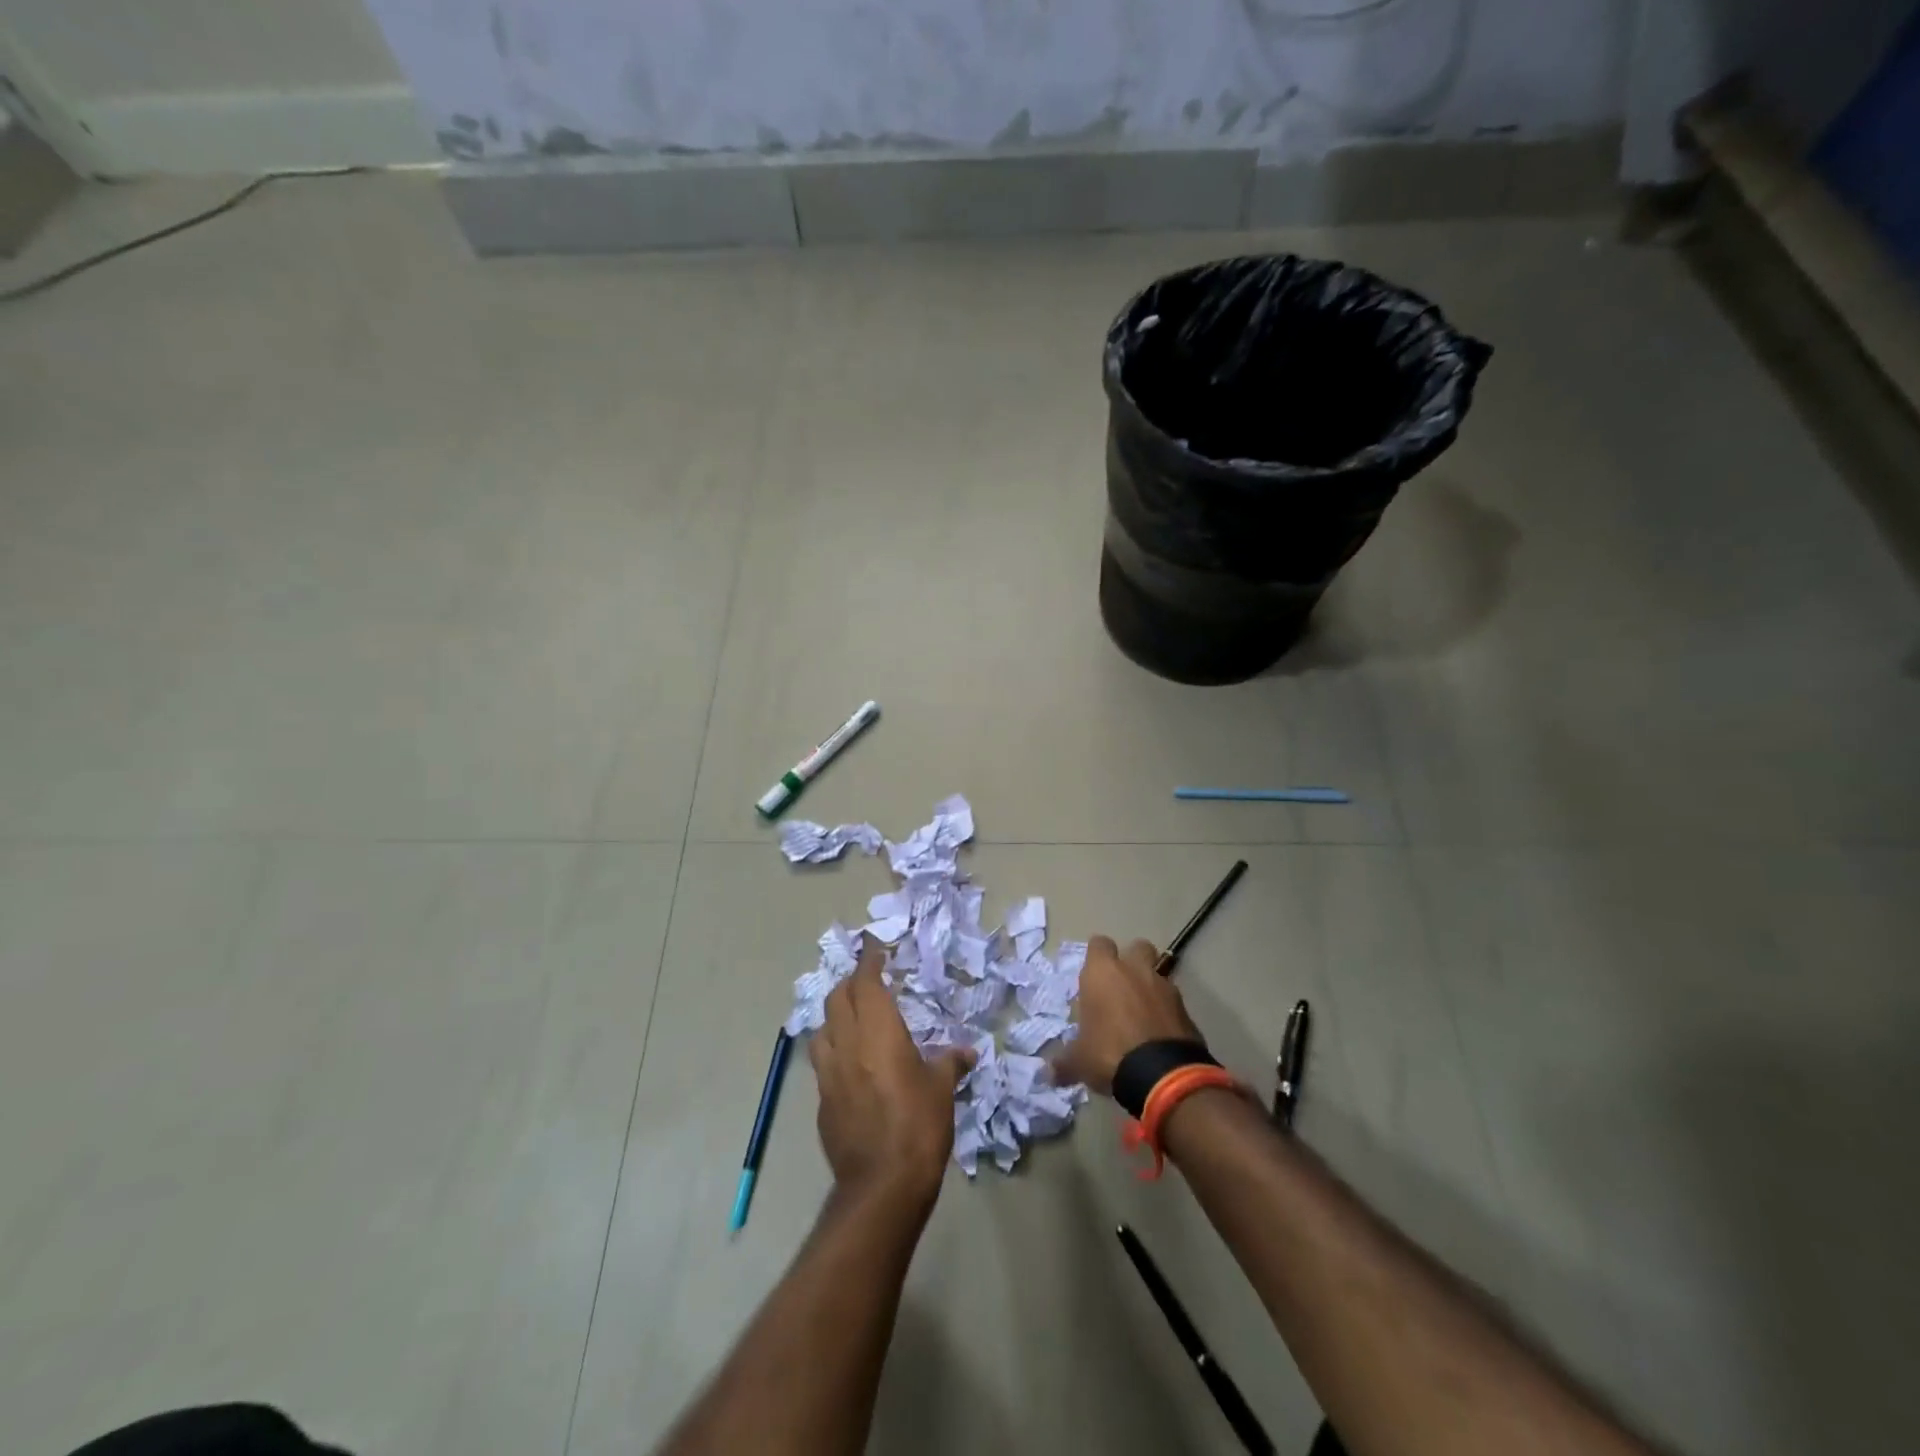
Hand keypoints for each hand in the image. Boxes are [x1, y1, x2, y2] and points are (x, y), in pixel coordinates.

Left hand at [811, 937, 974, 1207]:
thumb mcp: (942, 1090)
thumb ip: (951, 1063)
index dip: (869, 961)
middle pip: (837, 998)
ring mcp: (828, 1073)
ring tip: (852, 1017)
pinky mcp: (821, 1101)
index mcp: (878, 1032)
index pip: (865, 982)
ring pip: (823, 1027)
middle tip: (867, 980)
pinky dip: (833, 1048)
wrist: (882, 1185)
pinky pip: (822, 1061)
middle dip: (850, 983)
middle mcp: (847, 1044)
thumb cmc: (918, 1126)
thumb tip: (967, 1052)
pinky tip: (848, 1061)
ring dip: (836, 1014)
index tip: (875, 948)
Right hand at [1054, 935, 1205, 1095]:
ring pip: (1158, 973)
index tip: (1093, 976)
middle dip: (1131, 961)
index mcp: (1103, 973)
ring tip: (1142, 1013)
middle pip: (1137, 947)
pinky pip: (1173, 1001)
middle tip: (1121, 987)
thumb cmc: (1110, 1053)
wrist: (1163, 1074)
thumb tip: (1050, 1074)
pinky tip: (1159, 1033)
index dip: (1096, 957)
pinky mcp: (1186, 1008)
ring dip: (1150, 987)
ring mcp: (1164, 986)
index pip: (1099, 944)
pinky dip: (1167, 1011)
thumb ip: (1065, 1062)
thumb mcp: (1079, 1061)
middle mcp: (1134, 970)